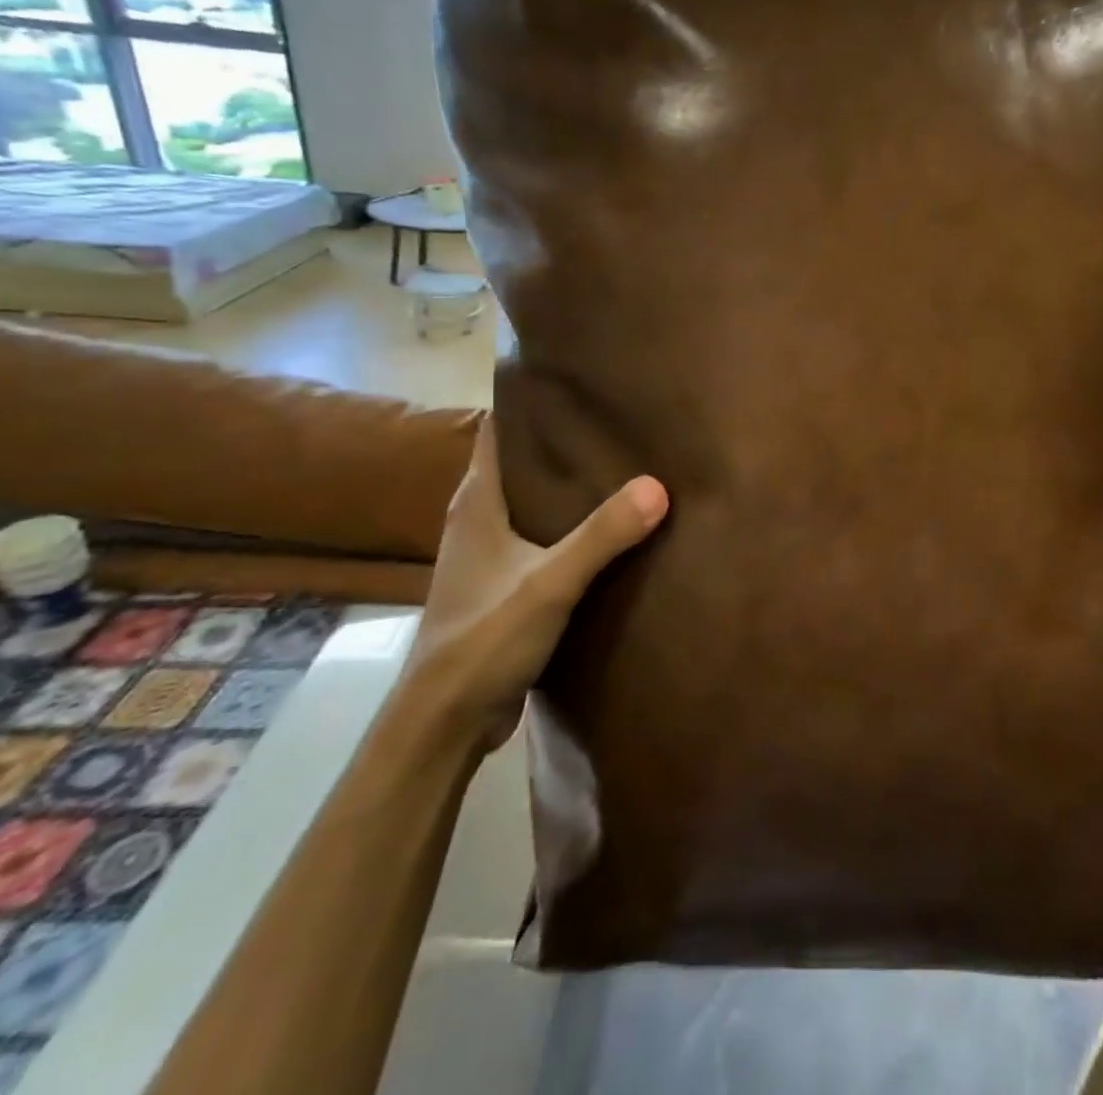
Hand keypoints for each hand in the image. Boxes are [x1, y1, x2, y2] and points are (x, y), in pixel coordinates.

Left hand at [403, 417, 668, 748]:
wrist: (444, 721)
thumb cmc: (484, 638)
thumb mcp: (549, 582)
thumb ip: (602, 534)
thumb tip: (658, 485)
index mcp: (477, 502)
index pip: (499, 430)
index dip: (531, 402)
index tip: (576, 381)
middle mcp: (478, 519)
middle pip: (521, 462)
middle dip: (562, 441)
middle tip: (616, 419)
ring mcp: (489, 554)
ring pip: (532, 502)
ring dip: (568, 487)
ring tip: (622, 465)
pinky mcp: (504, 586)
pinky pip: (541, 538)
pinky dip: (569, 526)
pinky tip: (608, 529)